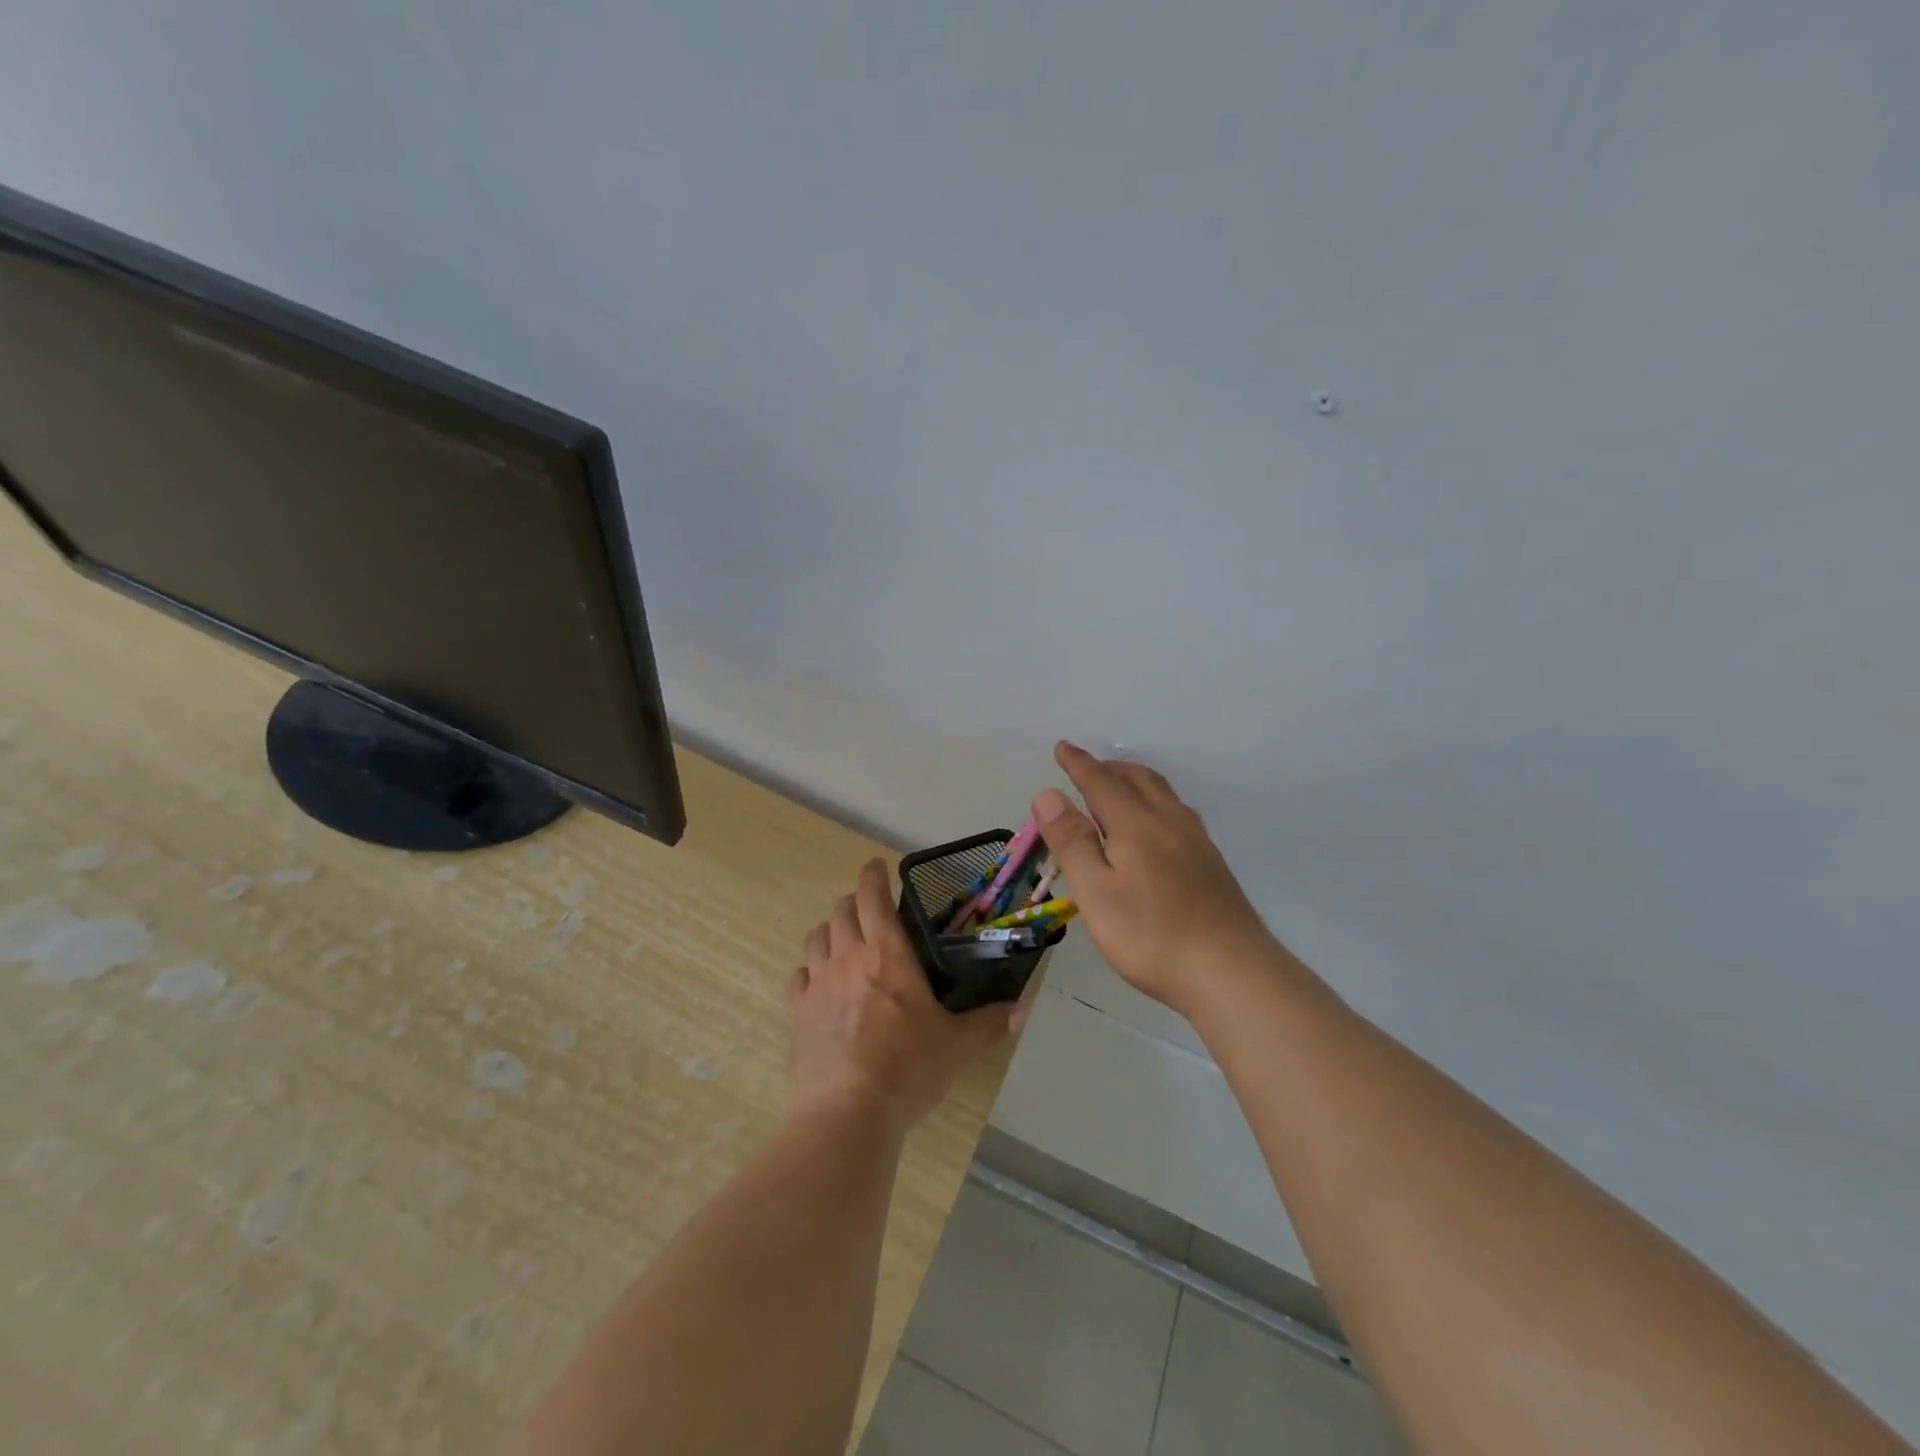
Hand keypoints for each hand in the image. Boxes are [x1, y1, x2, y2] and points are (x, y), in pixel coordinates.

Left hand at [792, 859, 1016, 1134]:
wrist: (849, 1112)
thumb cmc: (909, 1068)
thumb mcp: (957, 1045)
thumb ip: (989, 1022)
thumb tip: (1022, 1008)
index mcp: (888, 953)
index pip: (873, 896)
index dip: (873, 874)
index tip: (878, 867)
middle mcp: (849, 957)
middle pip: (842, 911)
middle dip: (855, 902)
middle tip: (871, 911)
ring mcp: (819, 983)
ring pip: (816, 937)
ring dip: (831, 931)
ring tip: (845, 942)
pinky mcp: (799, 1011)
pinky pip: (799, 976)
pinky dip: (811, 970)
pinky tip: (821, 983)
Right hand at [1034, 742, 1318, 1017]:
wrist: (1230, 971)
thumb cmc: (1151, 936)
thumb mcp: (1096, 893)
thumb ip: (1072, 842)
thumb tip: (1048, 794)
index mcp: (1136, 825)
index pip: (1101, 782)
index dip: (1078, 763)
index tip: (1062, 747)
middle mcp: (1169, 822)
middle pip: (1138, 778)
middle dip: (1109, 767)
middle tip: (1086, 768)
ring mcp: (1196, 841)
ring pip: (1163, 793)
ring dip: (1135, 780)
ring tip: (1118, 787)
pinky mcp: (1211, 862)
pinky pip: (1178, 811)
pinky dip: (1156, 800)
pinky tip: (1157, 825)